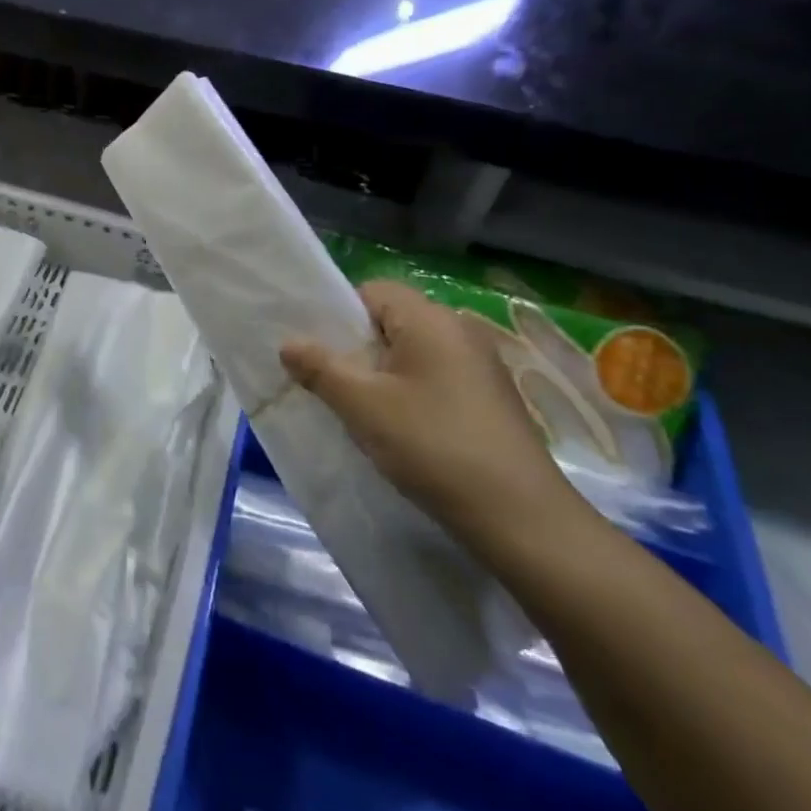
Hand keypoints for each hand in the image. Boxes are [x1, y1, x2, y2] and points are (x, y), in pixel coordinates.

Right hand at [281, 281, 576, 550]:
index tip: (322, 354)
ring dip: (383, 375)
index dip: (339, 316)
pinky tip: (403, 430)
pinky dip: (411, 393)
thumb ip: (320, 367)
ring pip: (412, 353)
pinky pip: (435, 377)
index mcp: (430, 318)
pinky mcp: (491, 398)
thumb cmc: (433, 446)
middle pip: (391, 321)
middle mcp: (459, 330)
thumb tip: (288, 342)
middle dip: (358, 348)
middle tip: (334, 384)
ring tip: (363, 411)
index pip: (371, 291)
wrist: (522, 519)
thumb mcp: (362, 405)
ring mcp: (481, 365)